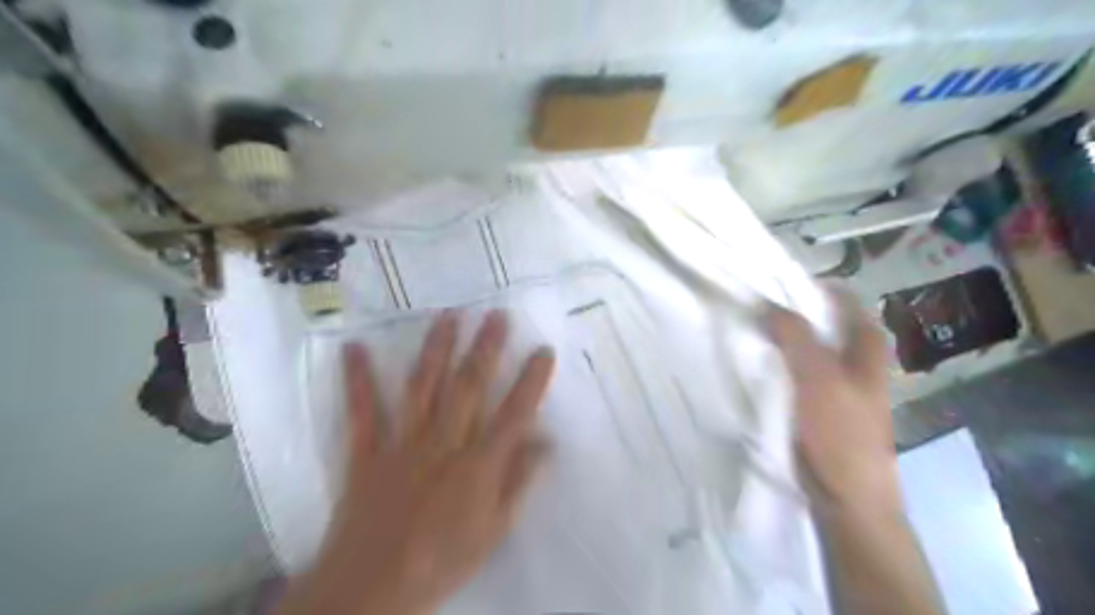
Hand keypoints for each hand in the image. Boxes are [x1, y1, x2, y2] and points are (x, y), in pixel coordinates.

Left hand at [278, 310, 557, 614]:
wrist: (372, 588)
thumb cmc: (442, 560)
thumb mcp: (494, 530)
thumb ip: (519, 483)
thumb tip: (546, 444)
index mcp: (478, 465)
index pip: (514, 414)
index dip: (531, 381)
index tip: (543, 351)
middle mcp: (444, 443)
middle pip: (469, 387)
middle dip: (486, 348)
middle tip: (496, 315)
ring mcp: (403, 443)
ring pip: (424, 387)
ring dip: (437, 349)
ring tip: (447, 316)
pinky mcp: (368, 451)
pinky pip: (363, 411)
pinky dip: (358, 379)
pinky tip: (355, 349)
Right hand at [765, 289, 903, 514]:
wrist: (846, 495)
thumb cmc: (840, 432)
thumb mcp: (817, 377)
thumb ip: (794, 336)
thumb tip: (766, 302)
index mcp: (866, 347)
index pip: (842, 300)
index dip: (812, 286)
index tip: (774, 280)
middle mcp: (853, 359)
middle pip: (821, 322)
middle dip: (790, 311)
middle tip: (753, 304)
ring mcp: (835, 383)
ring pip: (805, 347)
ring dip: (781, 338)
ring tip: (749, 328)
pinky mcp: (817, 404)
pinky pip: (795, 372)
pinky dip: (778, 362)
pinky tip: (756, 362)